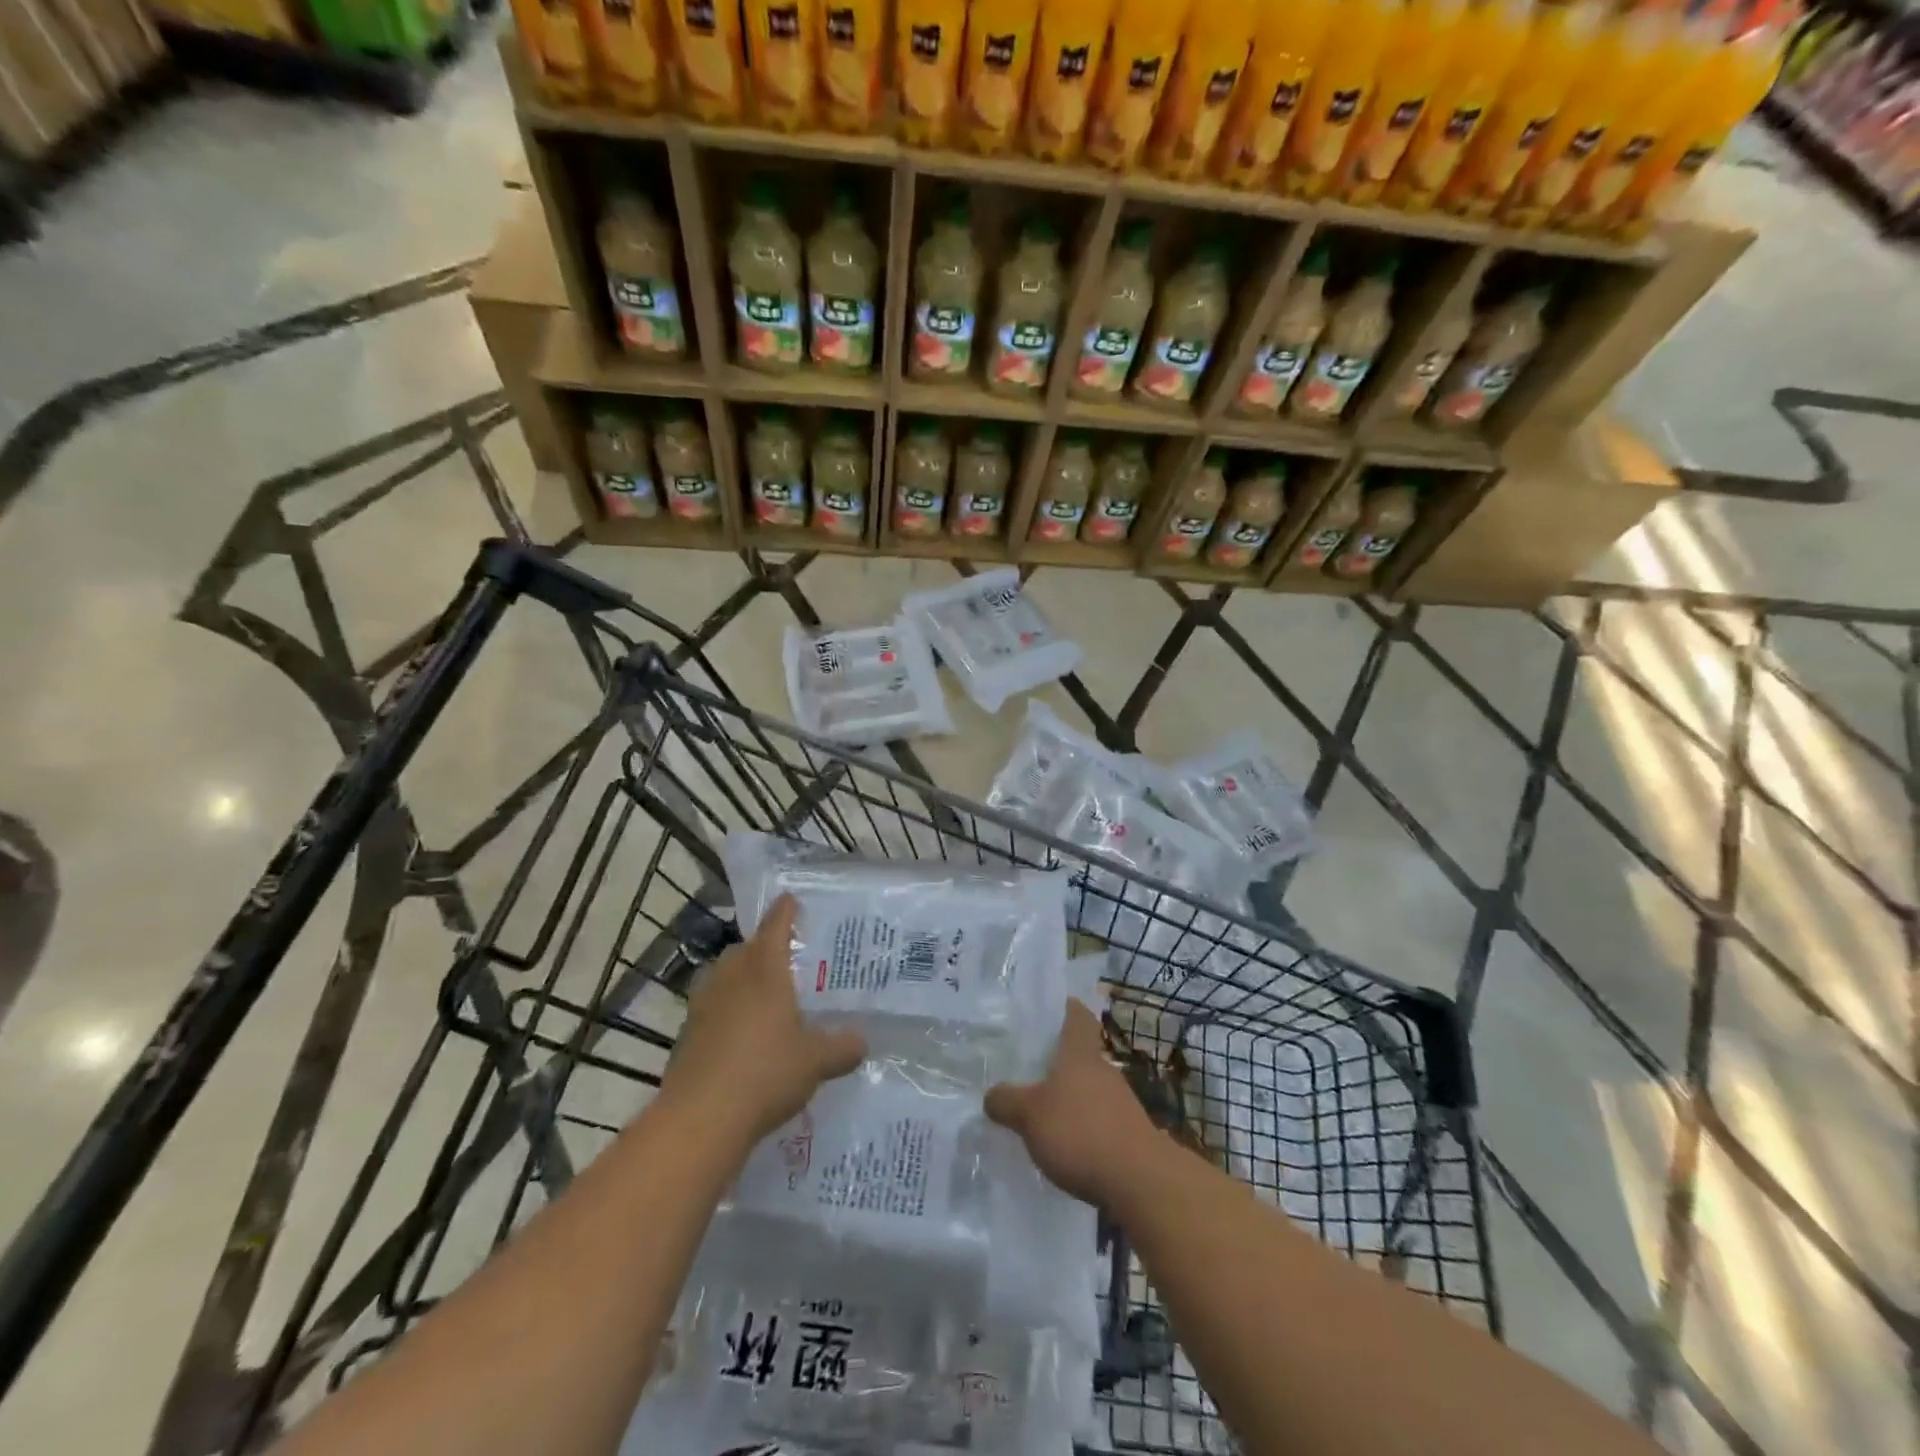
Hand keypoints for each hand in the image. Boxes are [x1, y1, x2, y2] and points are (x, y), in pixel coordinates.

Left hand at [661, 894, 864, 1145]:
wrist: (700, 1119)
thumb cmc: (765, 1074)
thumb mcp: (816, 1061)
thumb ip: (842, 1047)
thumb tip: (862, 1042)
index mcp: (765, 971)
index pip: (775, 927)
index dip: (785, 911)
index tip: (791, 899)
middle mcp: (731, 978)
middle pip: (745, 949)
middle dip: (762, 947)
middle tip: (785, 956)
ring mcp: (703, 1005)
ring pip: (723, 977)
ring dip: (741, 977)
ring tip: (763, 994)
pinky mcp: (687, 1035)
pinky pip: (711, 1007)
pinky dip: (727, 1010)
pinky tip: (741, 1034)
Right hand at [985, 999, 1157, 1206]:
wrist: (1140, 1181)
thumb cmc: (1080, 1132)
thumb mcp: (1029, 1115)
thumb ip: (1006, 1101)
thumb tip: (991, 1095)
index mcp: (1079, 1054)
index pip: (1077, 1016)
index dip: (1066, 1008)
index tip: (1051, 1008)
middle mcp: (1103, 1070)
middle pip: (1081, 1055)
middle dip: (1059, 1062)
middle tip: (1029, 1069)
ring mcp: (1121, 1102)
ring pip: (1090, 1089)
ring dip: (1071, 1098)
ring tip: (1042, 1113)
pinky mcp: (1130, 1134)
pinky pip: (1099, 1120)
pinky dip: (1083, 1127)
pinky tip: (1065, 1147)